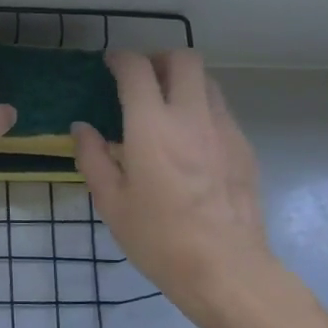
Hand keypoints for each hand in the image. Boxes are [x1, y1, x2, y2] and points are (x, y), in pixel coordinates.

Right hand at [73, 50, 281, 321]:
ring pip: (208, 81)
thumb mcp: (111, 203)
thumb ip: (93, 158)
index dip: (120, 59)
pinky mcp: (244, 147)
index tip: (110, 65)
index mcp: (151, 127)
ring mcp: (224, 129)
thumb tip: (83, 128)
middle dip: (159, 58)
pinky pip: (221, 110)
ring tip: (166, 107)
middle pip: (183, 59)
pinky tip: (190, 140)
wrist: (227, 269)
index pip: (137, 69)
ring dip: (184, 81)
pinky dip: (202, 109)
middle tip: (142, 79)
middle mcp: (191, 116)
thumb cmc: (159, 239)